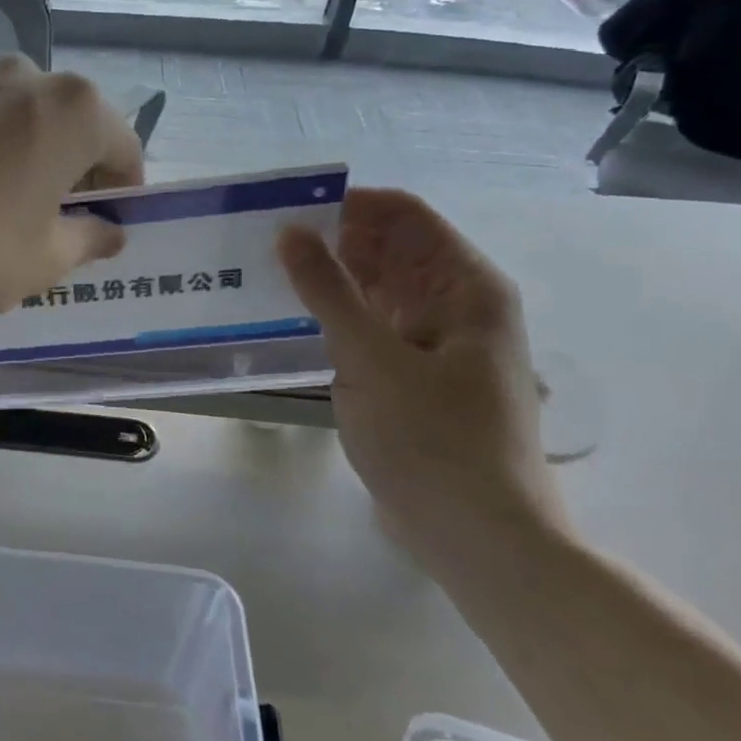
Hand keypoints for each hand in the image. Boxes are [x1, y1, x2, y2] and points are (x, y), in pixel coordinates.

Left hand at [0, 55, 143, 321]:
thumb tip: (110, 232)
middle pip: (69, 127)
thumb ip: (89, 240)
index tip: (108, 228)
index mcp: (73, 108)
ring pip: (17, 121)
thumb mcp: (44, 260)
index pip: (122, 148)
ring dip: (25, 159)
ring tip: (1, 212)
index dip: (123, 193)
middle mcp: (22, 75)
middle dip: (72, 172)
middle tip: (56, 222)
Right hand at [278, 188, 566, 575]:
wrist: (477, 536)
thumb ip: (327, 290)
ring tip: (265, 274)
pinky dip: (335, 317)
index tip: (285, 209)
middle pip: (388, 249)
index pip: (403, 215)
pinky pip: (370, 325)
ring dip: (328, 279)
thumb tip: (289, 230)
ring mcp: (434, 340)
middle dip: (331, 240)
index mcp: (465, 286)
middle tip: (262, 243)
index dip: (347, 204)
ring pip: (375, 288)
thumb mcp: (371, 358)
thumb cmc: (433, 440)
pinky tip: (290, 319)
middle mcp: (455, 303)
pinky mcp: (412, 373)